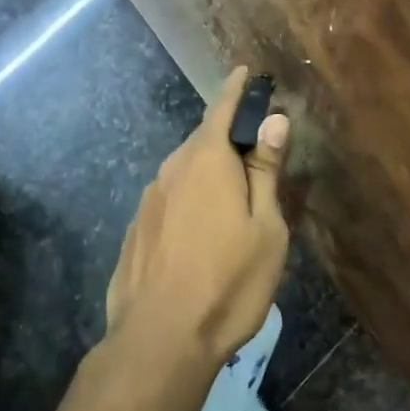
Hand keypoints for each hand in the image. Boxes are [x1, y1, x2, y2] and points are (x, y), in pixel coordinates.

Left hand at [105, 66, 291, 366]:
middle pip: (202, 142)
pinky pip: (168, 201)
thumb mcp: (265, 227)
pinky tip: (198, 233)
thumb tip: (274, 119)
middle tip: (253, 154)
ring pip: (183, 173)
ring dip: (206, 175)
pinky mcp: (135, 230)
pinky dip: (187, 202)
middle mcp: (171, 170)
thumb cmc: (228, 281)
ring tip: (229, 201)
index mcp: (206, 160)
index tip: (246, 72)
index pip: (222, 109)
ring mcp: (148, 200)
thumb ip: (265, 170)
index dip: (237, 90)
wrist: (160, 338)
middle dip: (226, 140)